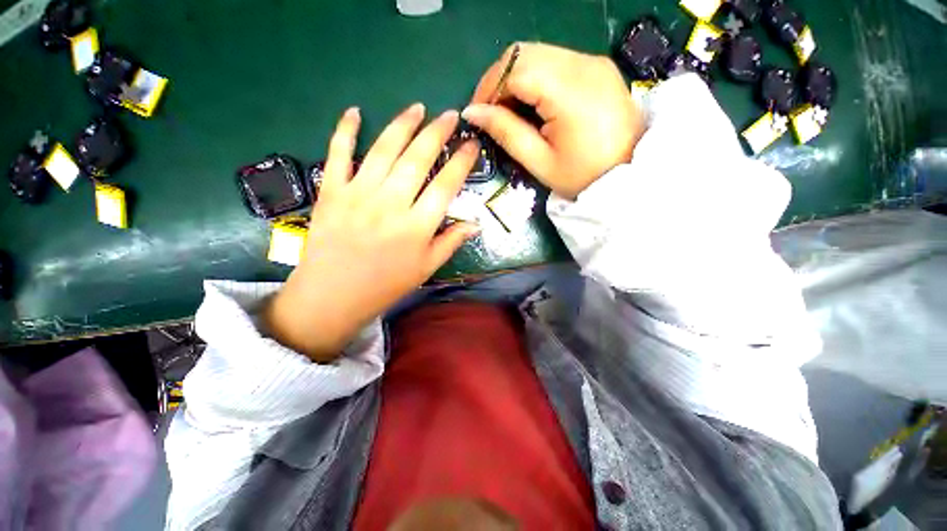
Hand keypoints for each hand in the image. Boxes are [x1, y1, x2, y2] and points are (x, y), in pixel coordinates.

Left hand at [264, 104, 480, 361]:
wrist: (333, 295)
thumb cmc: (386, 284)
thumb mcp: (427, 268)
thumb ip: (452, 242)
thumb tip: (476, 223)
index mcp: (417, 226)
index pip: (447, 184)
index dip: (462, 161)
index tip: (472, 144)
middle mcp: (390, 203)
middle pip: (418, 158)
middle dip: (437, 132)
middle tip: (450, 115)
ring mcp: (358, 194)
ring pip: (384, 149)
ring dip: (403, 124)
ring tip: (417, 108)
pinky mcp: (331, 191)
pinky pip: (337, 154)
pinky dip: (345, 130)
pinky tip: (355, 112)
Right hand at [463, 42, 644, 199]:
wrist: (629, 173)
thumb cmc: (582, 176)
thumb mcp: (539, 161)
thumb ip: (505, 132)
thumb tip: (472, 113)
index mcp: (569, 91)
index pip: (514, 69)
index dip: (488, 88)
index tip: (477, 115)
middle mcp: (583, 64)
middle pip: (523, 52)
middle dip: (498, 80)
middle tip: (490, 113)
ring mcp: (593, 61)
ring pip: (537, 53)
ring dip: (515, 77)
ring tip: (509, 110)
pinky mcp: (597, 66)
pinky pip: (554, 60)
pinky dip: (534, 77)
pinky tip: (532, 103)